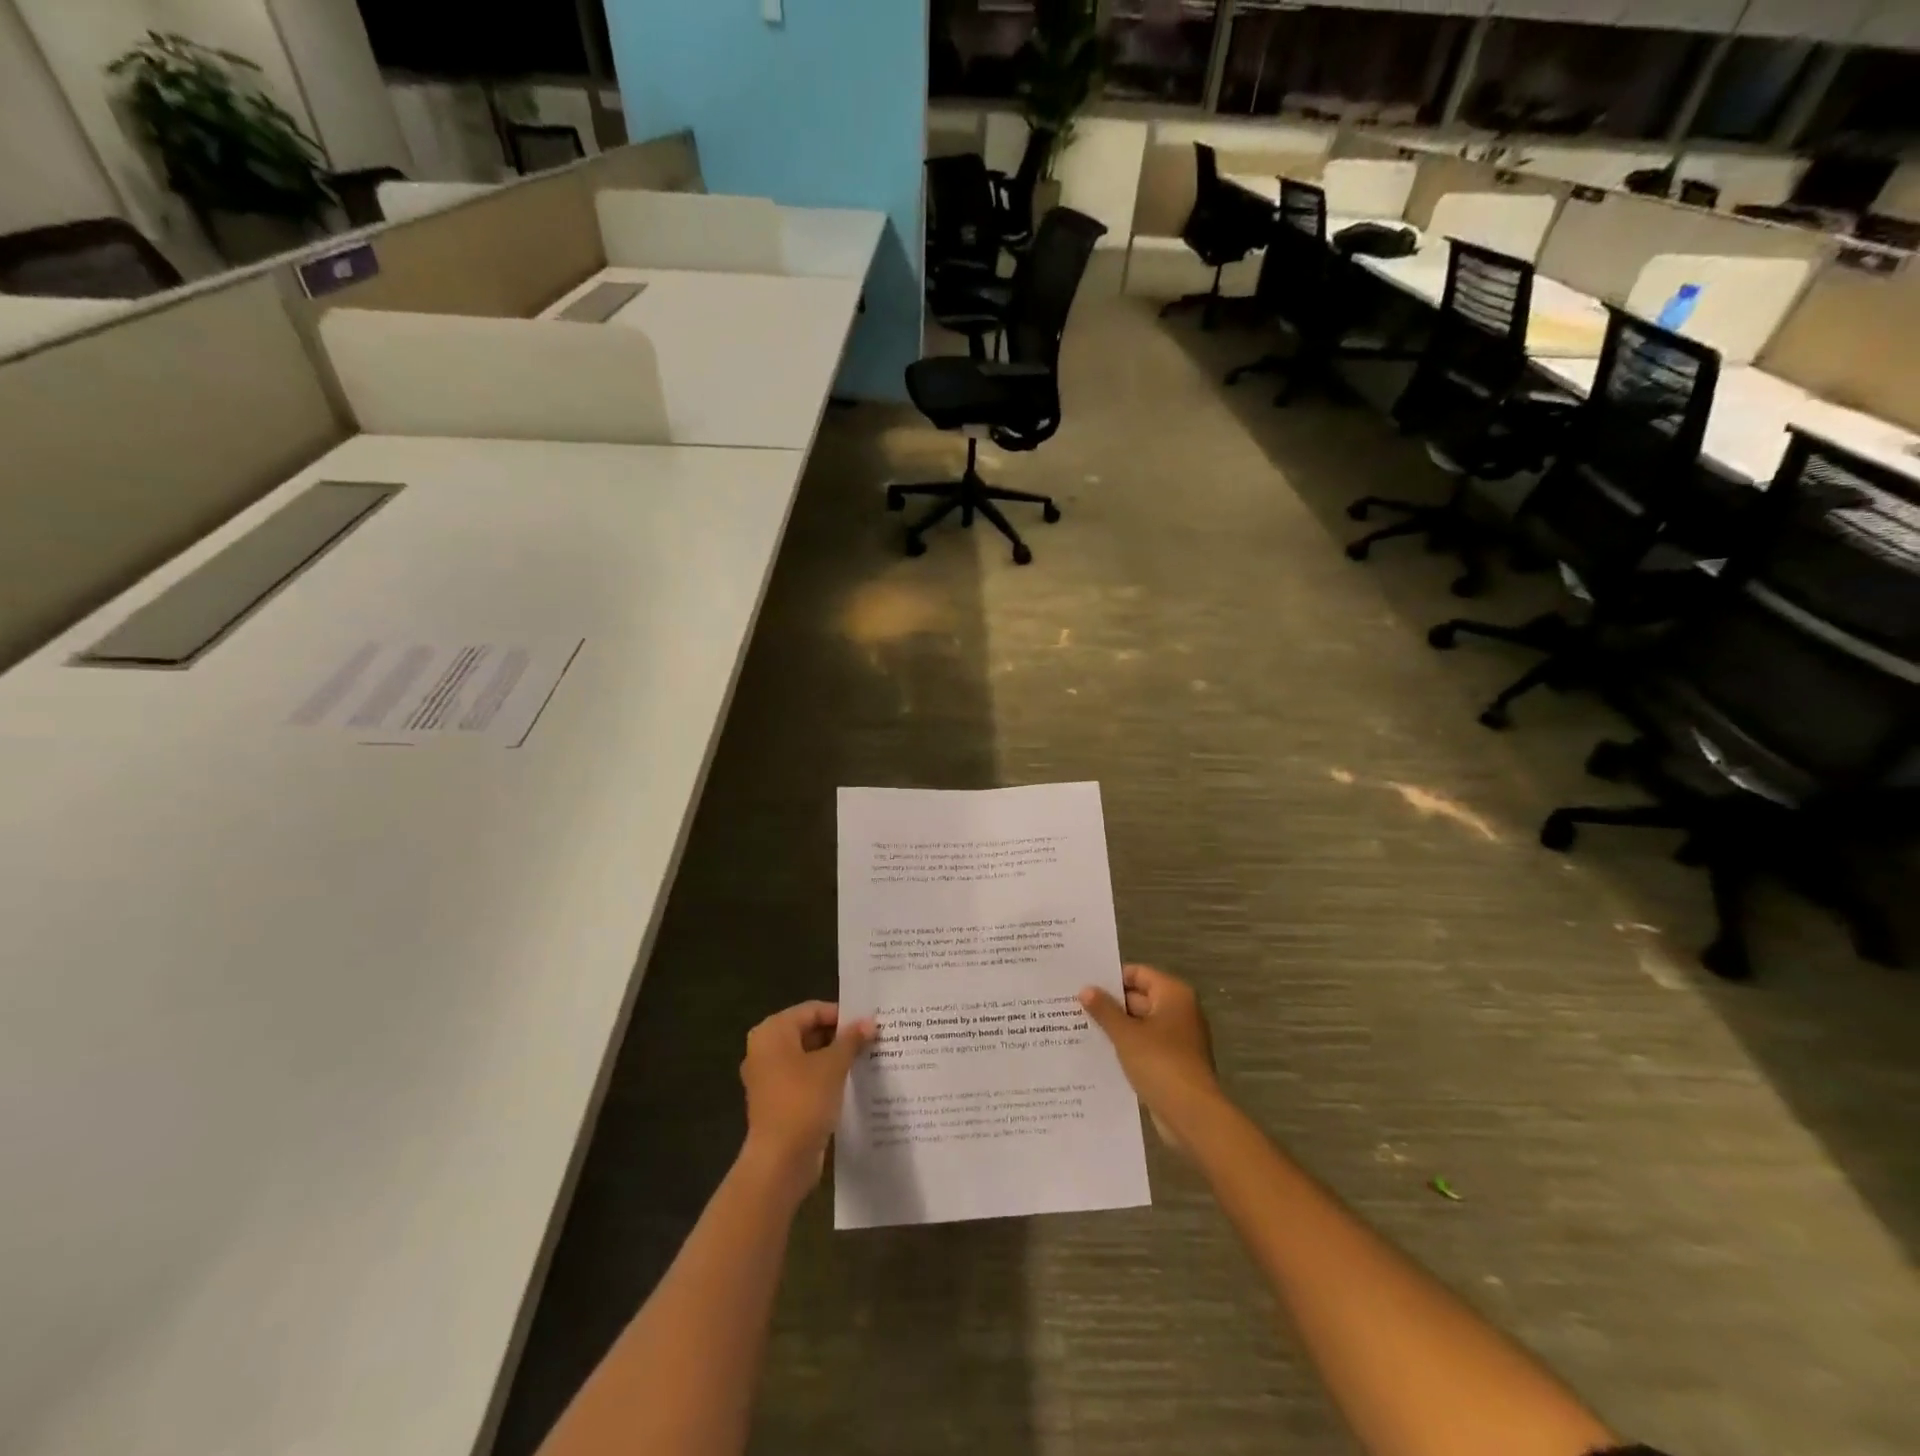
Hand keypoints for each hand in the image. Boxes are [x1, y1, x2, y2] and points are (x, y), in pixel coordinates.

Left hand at [738, 1001, 874, 1202]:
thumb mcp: (833, 1065)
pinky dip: (825, 1077)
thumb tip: (869, 1022)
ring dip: (835, 1057)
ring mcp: (769, 1077)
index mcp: (772, 1032)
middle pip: (808, 1031)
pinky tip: (851, 1082)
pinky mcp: (777, 1101)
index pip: (812, 1010)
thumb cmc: (804, 1101)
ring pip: (808, 1056)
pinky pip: (804, 1078)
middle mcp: (765, 1049)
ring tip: (866, 1058)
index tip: (869, 1023)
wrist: (780, 1162)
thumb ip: (851, 1039)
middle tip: (871, 1040)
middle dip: (840, 1036)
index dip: (842, 1015)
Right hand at [1079, 965, 1222, 1151]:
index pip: (1137, 973)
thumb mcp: (1126, 1034)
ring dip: (1116, 1027)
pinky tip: (1099, 1052)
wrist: (1192, 1115)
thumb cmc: (1160, 1063)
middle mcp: (1179, 1010)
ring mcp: (1178, 1038)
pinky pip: (1145, 1045)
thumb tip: (1085, 989)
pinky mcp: (1173, 1062)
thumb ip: (1104, 1010)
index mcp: (1173, 994)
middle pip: (1139, 997)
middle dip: (1110, 1004)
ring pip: (1140, 1024)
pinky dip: (1126, 1047)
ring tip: (1080, 1027)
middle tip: (1075, 1006)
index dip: (1111, 978)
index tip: (1083, 984)